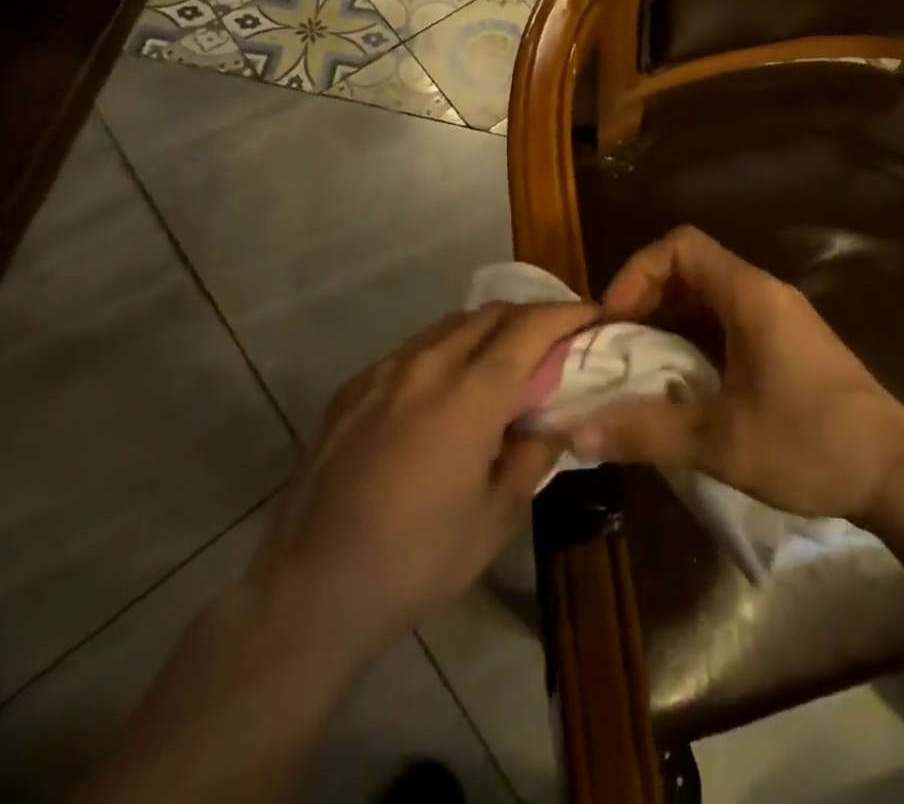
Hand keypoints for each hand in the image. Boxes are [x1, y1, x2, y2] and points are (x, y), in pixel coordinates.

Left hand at [249, 299, 595, 652]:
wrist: (310, 589)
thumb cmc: (416, 560)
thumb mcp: (495, 519)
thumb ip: (532, 457)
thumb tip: (552, 421)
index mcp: (470, 394)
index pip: (531, 328)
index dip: (568, 314)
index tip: (593, 317)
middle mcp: (428, 365)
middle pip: (492, 313)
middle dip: (531, 316)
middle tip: (554, 342)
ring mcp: (384, 372)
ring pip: (450, 326)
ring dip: (487, 331)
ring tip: (503, 362)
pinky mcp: (353, 388)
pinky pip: (412, 350)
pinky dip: (444, 352)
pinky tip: (443, 391)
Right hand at [570, 226, 903, 526]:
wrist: (900, 474)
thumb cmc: (811, 445)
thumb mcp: (720, 442)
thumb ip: (645, 432)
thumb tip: (575, 436)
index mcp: (749, 295)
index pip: (680, 245)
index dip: (638, 272)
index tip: (614, 320)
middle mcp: (764, 293)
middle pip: (690, 267)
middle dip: (646, 299)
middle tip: (616, 347)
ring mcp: (779, 317)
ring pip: (709, 297)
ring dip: (669, 323)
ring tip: (639, 367)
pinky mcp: (788, 343)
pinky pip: (728, 322)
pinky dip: (695, 340)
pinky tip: (682, 383)